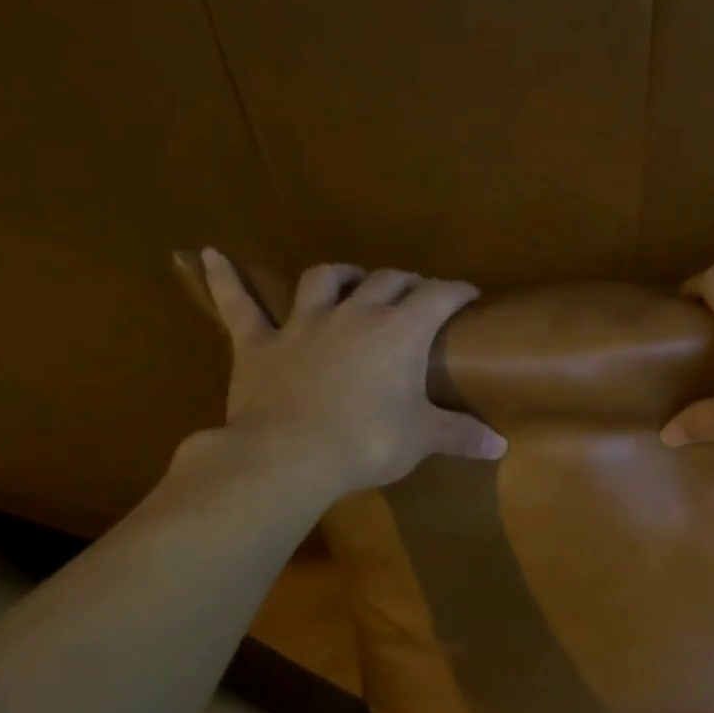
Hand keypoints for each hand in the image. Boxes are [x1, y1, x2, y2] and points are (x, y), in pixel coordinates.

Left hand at [192, 249, 505, 496]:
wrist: (291, 456)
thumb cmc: (367, 442)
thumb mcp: (422, 439)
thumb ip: (461, 435)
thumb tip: (501, 446)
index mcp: (399, 332)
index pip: (437, 297)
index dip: (456, 291)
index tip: (469, 294)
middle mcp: (354, 314)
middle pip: (386, 281)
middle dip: (407, 282)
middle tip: (418, 294)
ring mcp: (302, 323)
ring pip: (324, 279)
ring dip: (343, 275)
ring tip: (352, 280)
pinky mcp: (259, 343)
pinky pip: (239, 305)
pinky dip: (226, 281)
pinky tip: (212, 256)